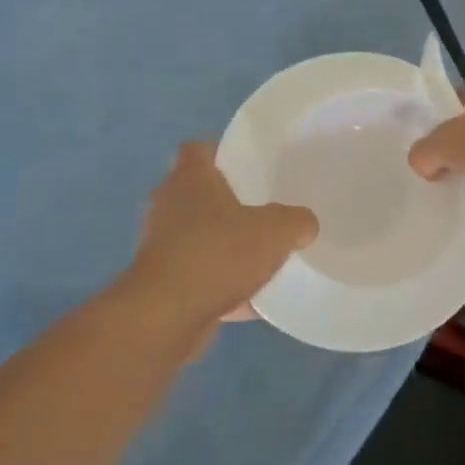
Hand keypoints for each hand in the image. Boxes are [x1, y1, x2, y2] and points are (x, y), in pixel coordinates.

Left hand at [129, 142, 318, 327]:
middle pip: (194, 193)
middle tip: (258, 209)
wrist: (167, 315)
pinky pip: (197, 276)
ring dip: (220, 244)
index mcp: (191, 179)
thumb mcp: (277, 231)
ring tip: (256, 255)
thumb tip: (304, 224)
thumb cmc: (219, 254)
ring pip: (195, 236)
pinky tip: (250, 301)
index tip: (246, 165)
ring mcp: (159, 245)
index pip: (197, 149)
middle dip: (223, 201)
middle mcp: (168, 206)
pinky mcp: (160, 282)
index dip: (220, 152)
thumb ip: (296, 221)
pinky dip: (219, 285)